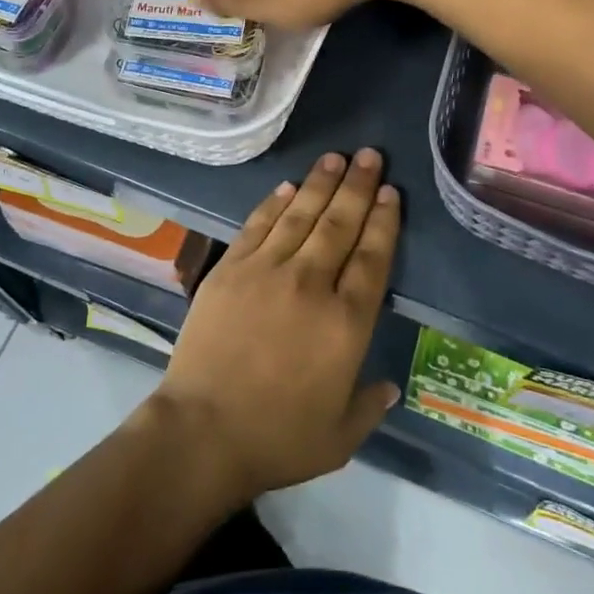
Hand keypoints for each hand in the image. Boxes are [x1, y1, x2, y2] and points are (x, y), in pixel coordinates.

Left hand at [147, 149, 401, 502]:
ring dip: (321, 183)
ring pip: (301, 215)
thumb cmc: (277, 439)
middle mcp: (311, 284)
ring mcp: (267, 270)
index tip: (390, 192)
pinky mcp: (231, 268)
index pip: (372, 257)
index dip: (383, 221)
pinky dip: (275, 203)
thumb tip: (391, 385)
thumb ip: (370, 405)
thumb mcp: (340, 438)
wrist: (202, 432)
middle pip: (340, 224)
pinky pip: (258, 225)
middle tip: (370, 155)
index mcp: (346, 323)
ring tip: (336, 156)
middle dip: (358, 186)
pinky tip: (289, 186)